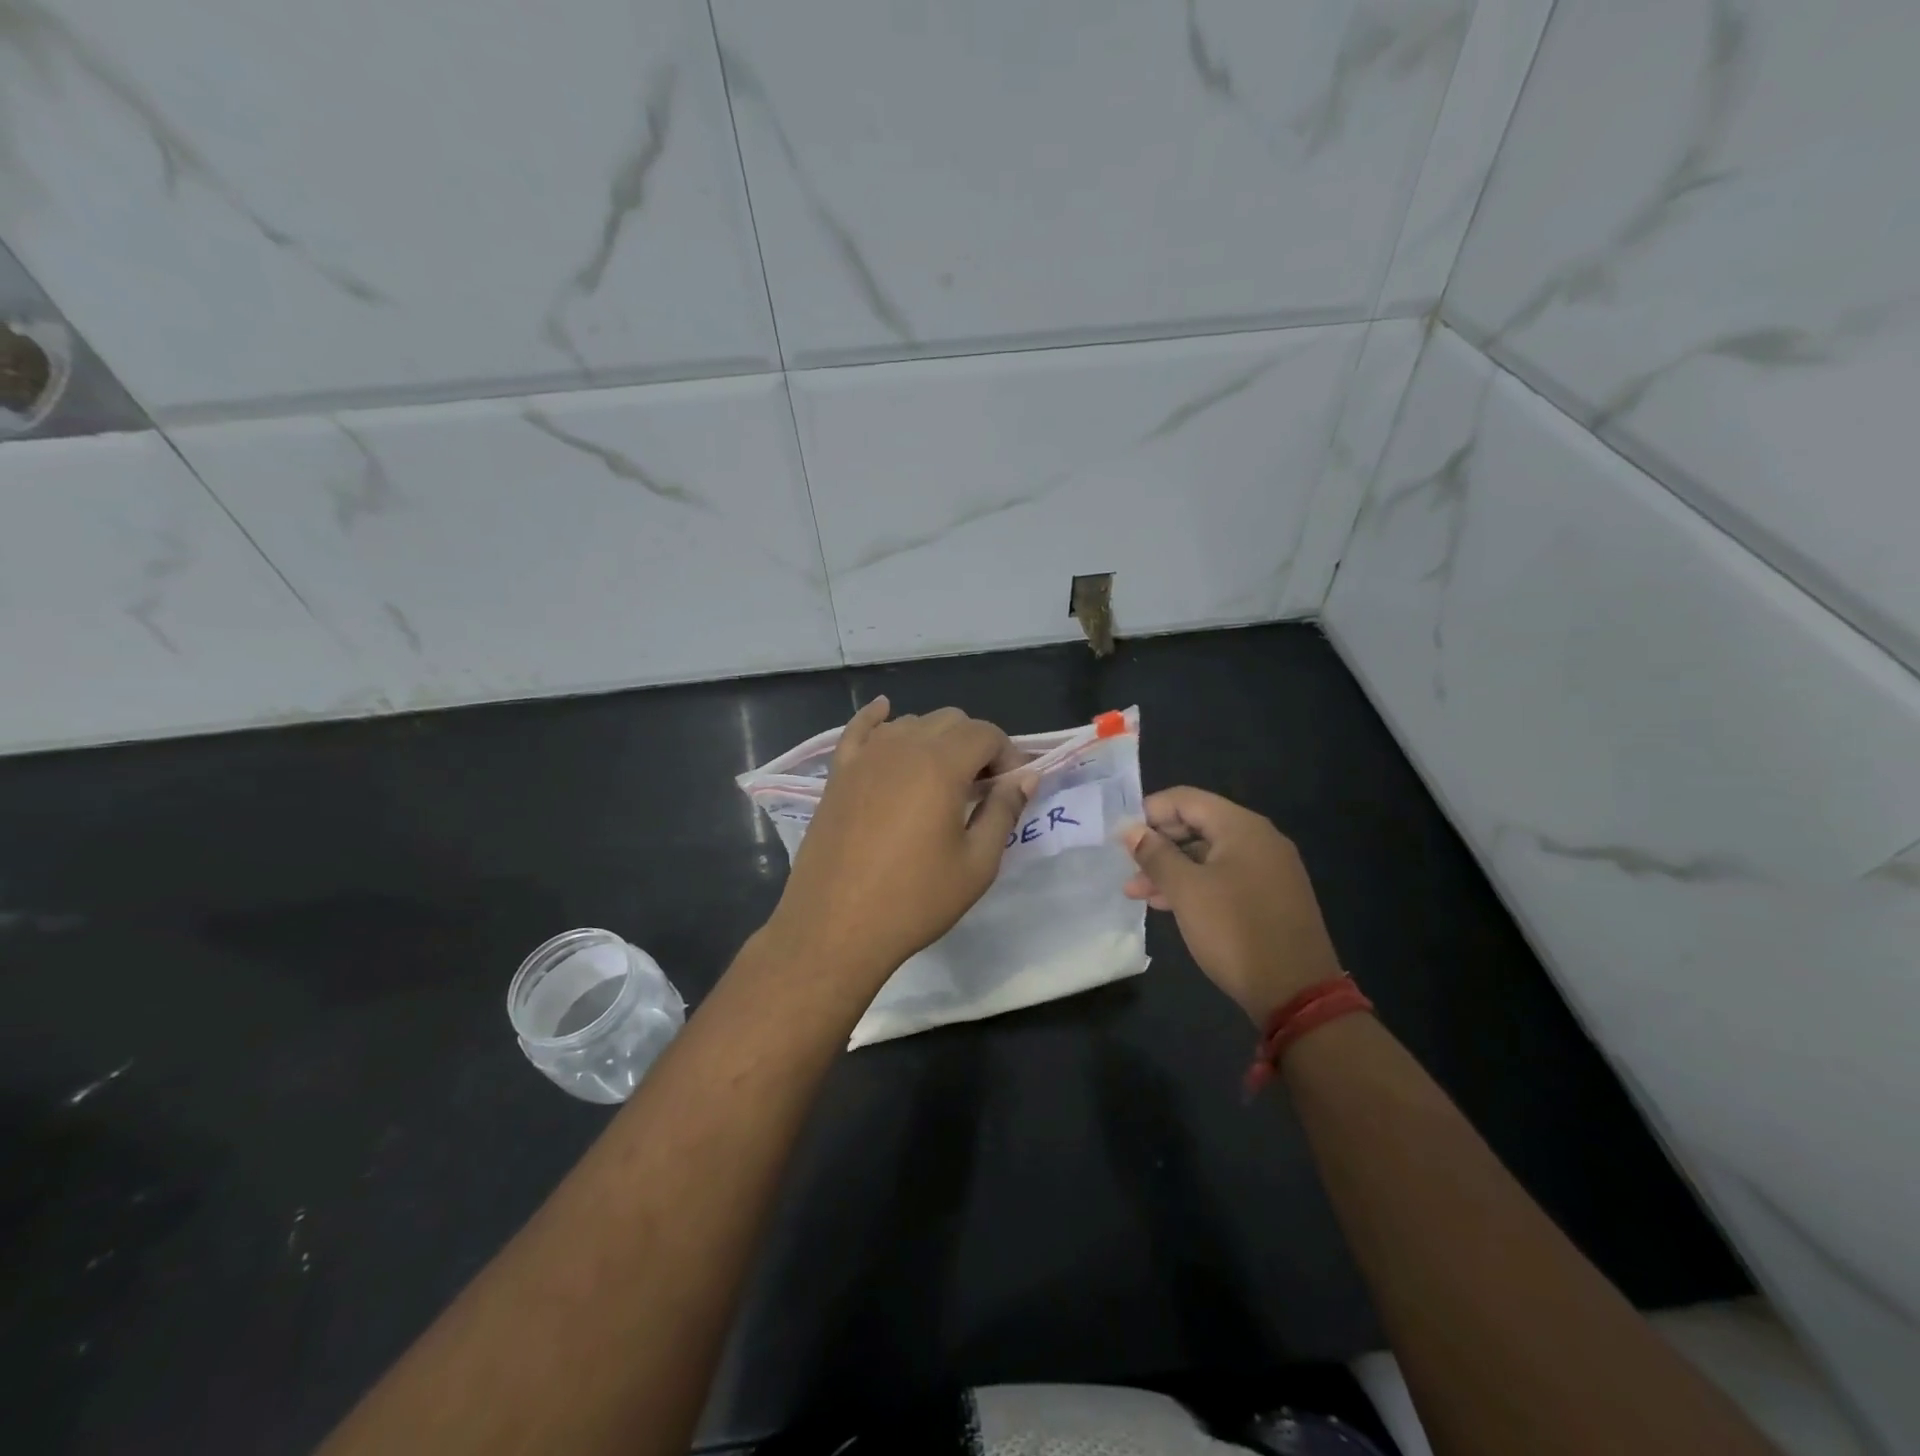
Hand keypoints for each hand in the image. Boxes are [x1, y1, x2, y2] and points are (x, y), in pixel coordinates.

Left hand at [767, 698, 1034, 984]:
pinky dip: (877, 718)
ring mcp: (865, 757)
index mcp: (941, 765)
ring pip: (911, 723)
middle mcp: (902, 747)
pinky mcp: (839, 774)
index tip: (1010, 790)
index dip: (1008, 756)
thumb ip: (1003, 812)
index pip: (985, 733)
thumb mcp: (977, 864)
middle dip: (975, 745)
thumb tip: (1024, 778)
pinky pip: (859, 729)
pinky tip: (885, 711)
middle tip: (982, 789)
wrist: (836, 928)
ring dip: (936, 740)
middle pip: (950, 720)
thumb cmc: (914, 900)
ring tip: (942, 778)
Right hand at [1122, 787, 1343, 1025]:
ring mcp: (1268, 869)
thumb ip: (1155, 855)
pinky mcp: (1270, 897)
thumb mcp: (1186, 891)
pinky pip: (1224, 877)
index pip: (1185, 799)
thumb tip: (1130, 829)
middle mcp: (1259, 839)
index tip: (1120, 836)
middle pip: (1197, 825)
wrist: (1297, 993)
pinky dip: (1194, 885)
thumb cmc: (1235, 931)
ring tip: (1136, 893)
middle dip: (1158, 844)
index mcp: (1241, 827)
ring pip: (1208, 856)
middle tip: (1126, 866)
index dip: (1148, 812)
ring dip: (1171, 869)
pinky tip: (1168, 905)